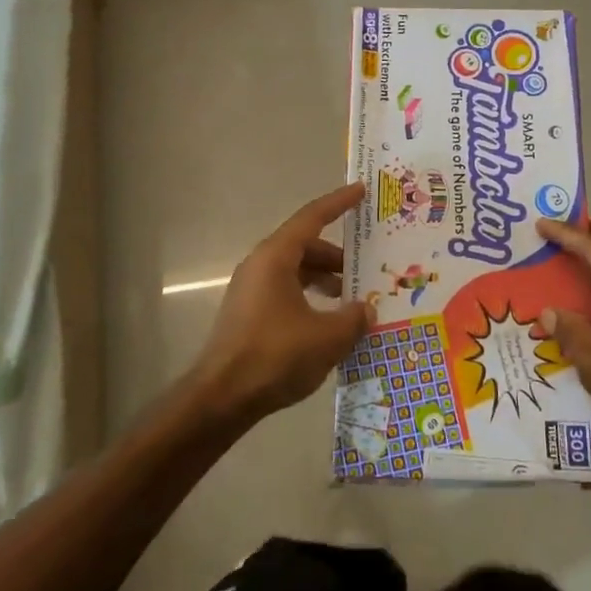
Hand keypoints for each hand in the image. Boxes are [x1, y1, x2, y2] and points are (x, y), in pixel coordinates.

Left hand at [192, 183, 374, 425]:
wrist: (221, 398)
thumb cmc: (275, 356)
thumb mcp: (327, 337)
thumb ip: (354, 318)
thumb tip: (367, 310)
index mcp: (276, 257)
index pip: (312, 218)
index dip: (339, 203)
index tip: (360, 191)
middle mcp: (260, 266)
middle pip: (305, 247)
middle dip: (338, 257)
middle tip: (368, 268)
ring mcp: (251, 291)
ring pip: (296, 272)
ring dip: (325, 281)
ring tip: (354, 302)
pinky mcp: (248, 315)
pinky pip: (286, 293)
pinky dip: (310, 299)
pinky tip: (328, 325)